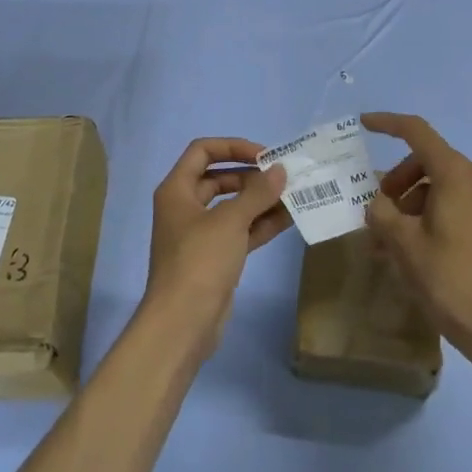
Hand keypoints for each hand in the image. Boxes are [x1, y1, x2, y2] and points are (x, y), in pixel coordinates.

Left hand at [142, 137, 289, 354]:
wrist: (182, 324)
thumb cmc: (199, 261)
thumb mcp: (230, 221)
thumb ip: (258, 192)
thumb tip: (281, 170)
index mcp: (177, 190)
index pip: (203, 151)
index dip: (233, 146)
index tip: (264, 155)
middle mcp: (185, 207)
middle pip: (220, 178)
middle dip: (252, 176)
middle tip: (284, 177)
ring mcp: (200, 234)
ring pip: (233, 207)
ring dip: (261, 200)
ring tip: (294, 195)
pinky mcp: (215, 258)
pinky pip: (240, 231)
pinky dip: (261, 224)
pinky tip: (289, 218)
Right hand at [362, 112, 471, 363]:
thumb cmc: (447, 277)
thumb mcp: (402, 242)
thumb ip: (381, 212)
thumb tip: (377, 203)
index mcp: (454, 174)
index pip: (417, 132)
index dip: (387, 123)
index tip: (363, 124)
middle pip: (423, 160)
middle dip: (394, 180)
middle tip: (373, 209)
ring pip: (433, 185)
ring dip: (404, 204)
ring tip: (383, 241)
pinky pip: (447, 204)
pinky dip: (422, 216)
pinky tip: (404, 249)